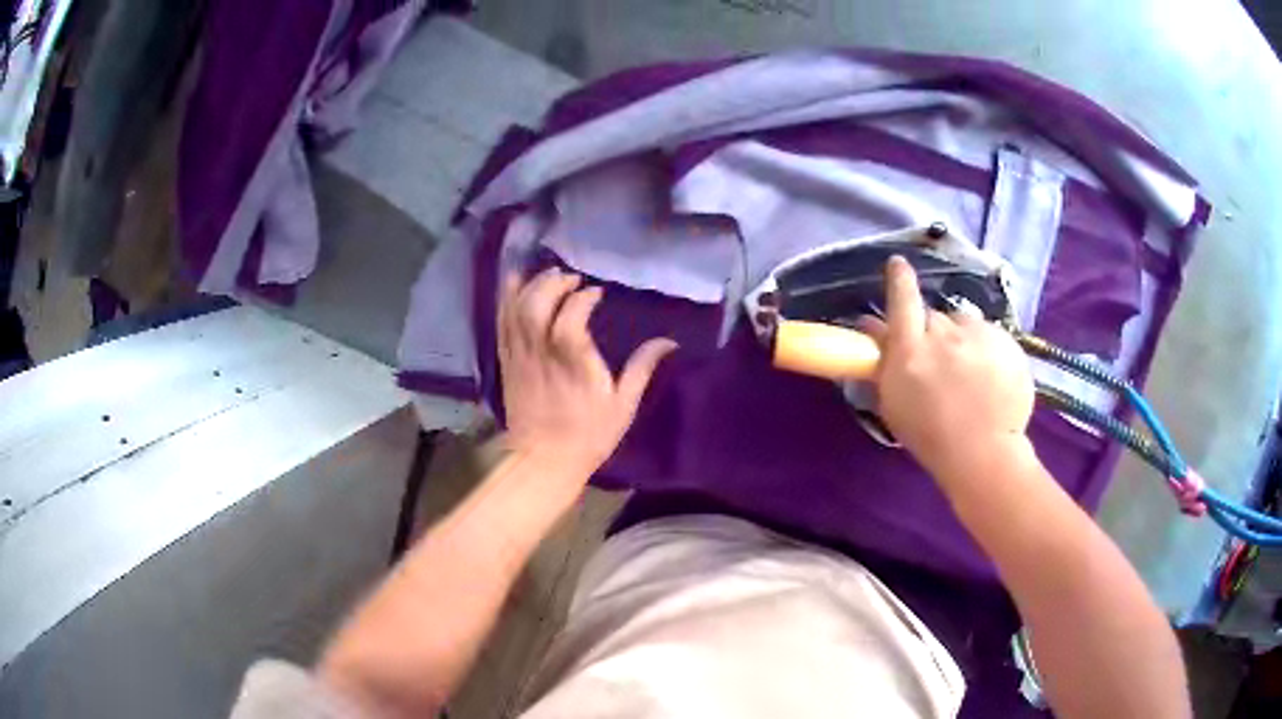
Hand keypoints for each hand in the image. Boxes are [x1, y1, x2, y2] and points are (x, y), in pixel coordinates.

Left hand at [498, 267, 677, 480]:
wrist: (543, 459)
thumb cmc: (588, 434)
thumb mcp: (623, 405)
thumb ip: (642, 368)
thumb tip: (669, 341)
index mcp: (573, 363)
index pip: (571, 316)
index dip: (583, 297)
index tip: (596, 292)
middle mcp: (542, 353)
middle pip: (537, 304)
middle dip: (553, 283)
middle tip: (570, 278)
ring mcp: (520, 355)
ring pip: (516, 309)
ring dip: (531, 285)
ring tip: (548, 277)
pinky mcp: (506, 360)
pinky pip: (501, 322)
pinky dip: (507, 299)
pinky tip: (517, 284)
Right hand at [858, 256, 1033, 478]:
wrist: (984, 453)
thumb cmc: (930, 437)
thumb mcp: (893, 403)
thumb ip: (882, 361)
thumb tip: (870, 326)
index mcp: (911, 349)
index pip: (902, 298)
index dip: (899, 279)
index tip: (898, 265)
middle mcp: (944, 333)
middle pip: (934, 316)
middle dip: (932, 330)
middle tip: (938, 360)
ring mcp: (978, 335)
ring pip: (964, 323)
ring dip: (961, 338)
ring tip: (969, 370)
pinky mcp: (1006, 341)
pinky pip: (989, 334)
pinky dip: (986, 348)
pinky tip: (989, 376)